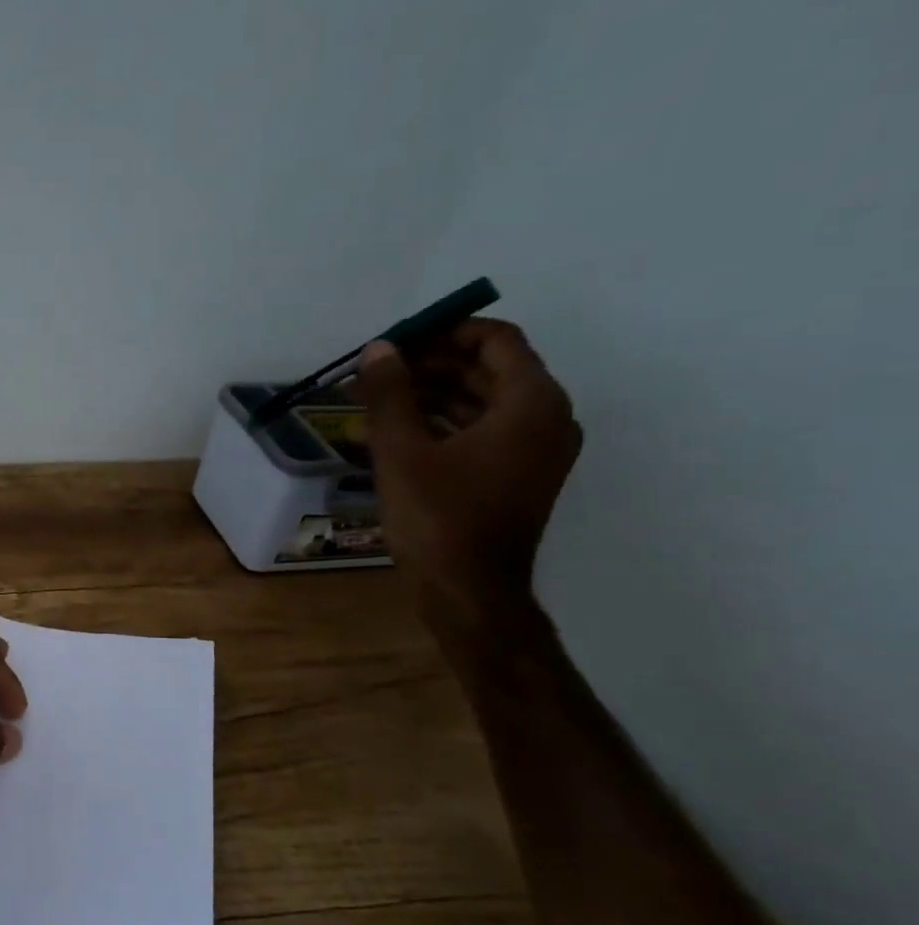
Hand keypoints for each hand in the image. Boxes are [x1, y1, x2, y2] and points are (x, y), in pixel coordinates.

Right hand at [356, 318, 582, 625]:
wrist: (468, 591)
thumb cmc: (438, 517)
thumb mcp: (402, 451)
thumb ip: (390, 394)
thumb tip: (379, 348)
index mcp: (531, 404)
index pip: (495, 341)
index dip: (444, 333)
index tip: (398, 342)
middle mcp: (546, 419)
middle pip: (489, 369)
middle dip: (431, 365)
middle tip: (378, 371)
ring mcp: (535, 451)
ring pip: (483, 402)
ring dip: (432, 394)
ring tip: (378, 398)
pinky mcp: (517, 476)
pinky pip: (482, 431)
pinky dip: (443, 423)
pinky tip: (397, 429)